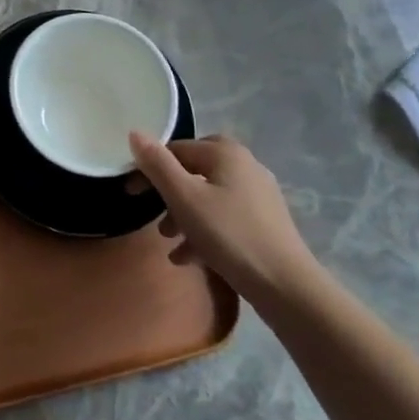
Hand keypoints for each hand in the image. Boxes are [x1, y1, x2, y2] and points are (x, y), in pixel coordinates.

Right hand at [129, 132, 322, 299]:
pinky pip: (224, 217)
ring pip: (208, 197)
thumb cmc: (229, 235)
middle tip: (154, 216)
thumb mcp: (184, 198)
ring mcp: (259, 195)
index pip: (176, 149)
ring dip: (184, 217)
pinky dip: (204, 232)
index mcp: (226, 153)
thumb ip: (157, 164)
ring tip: (169, 242)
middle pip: (194, 171)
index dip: (150, 169)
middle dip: (170, 195)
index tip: (132, 194)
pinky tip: (189, 258)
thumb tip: (135, 133)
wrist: (286, 287)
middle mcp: (245, 165)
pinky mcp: (265, 222)